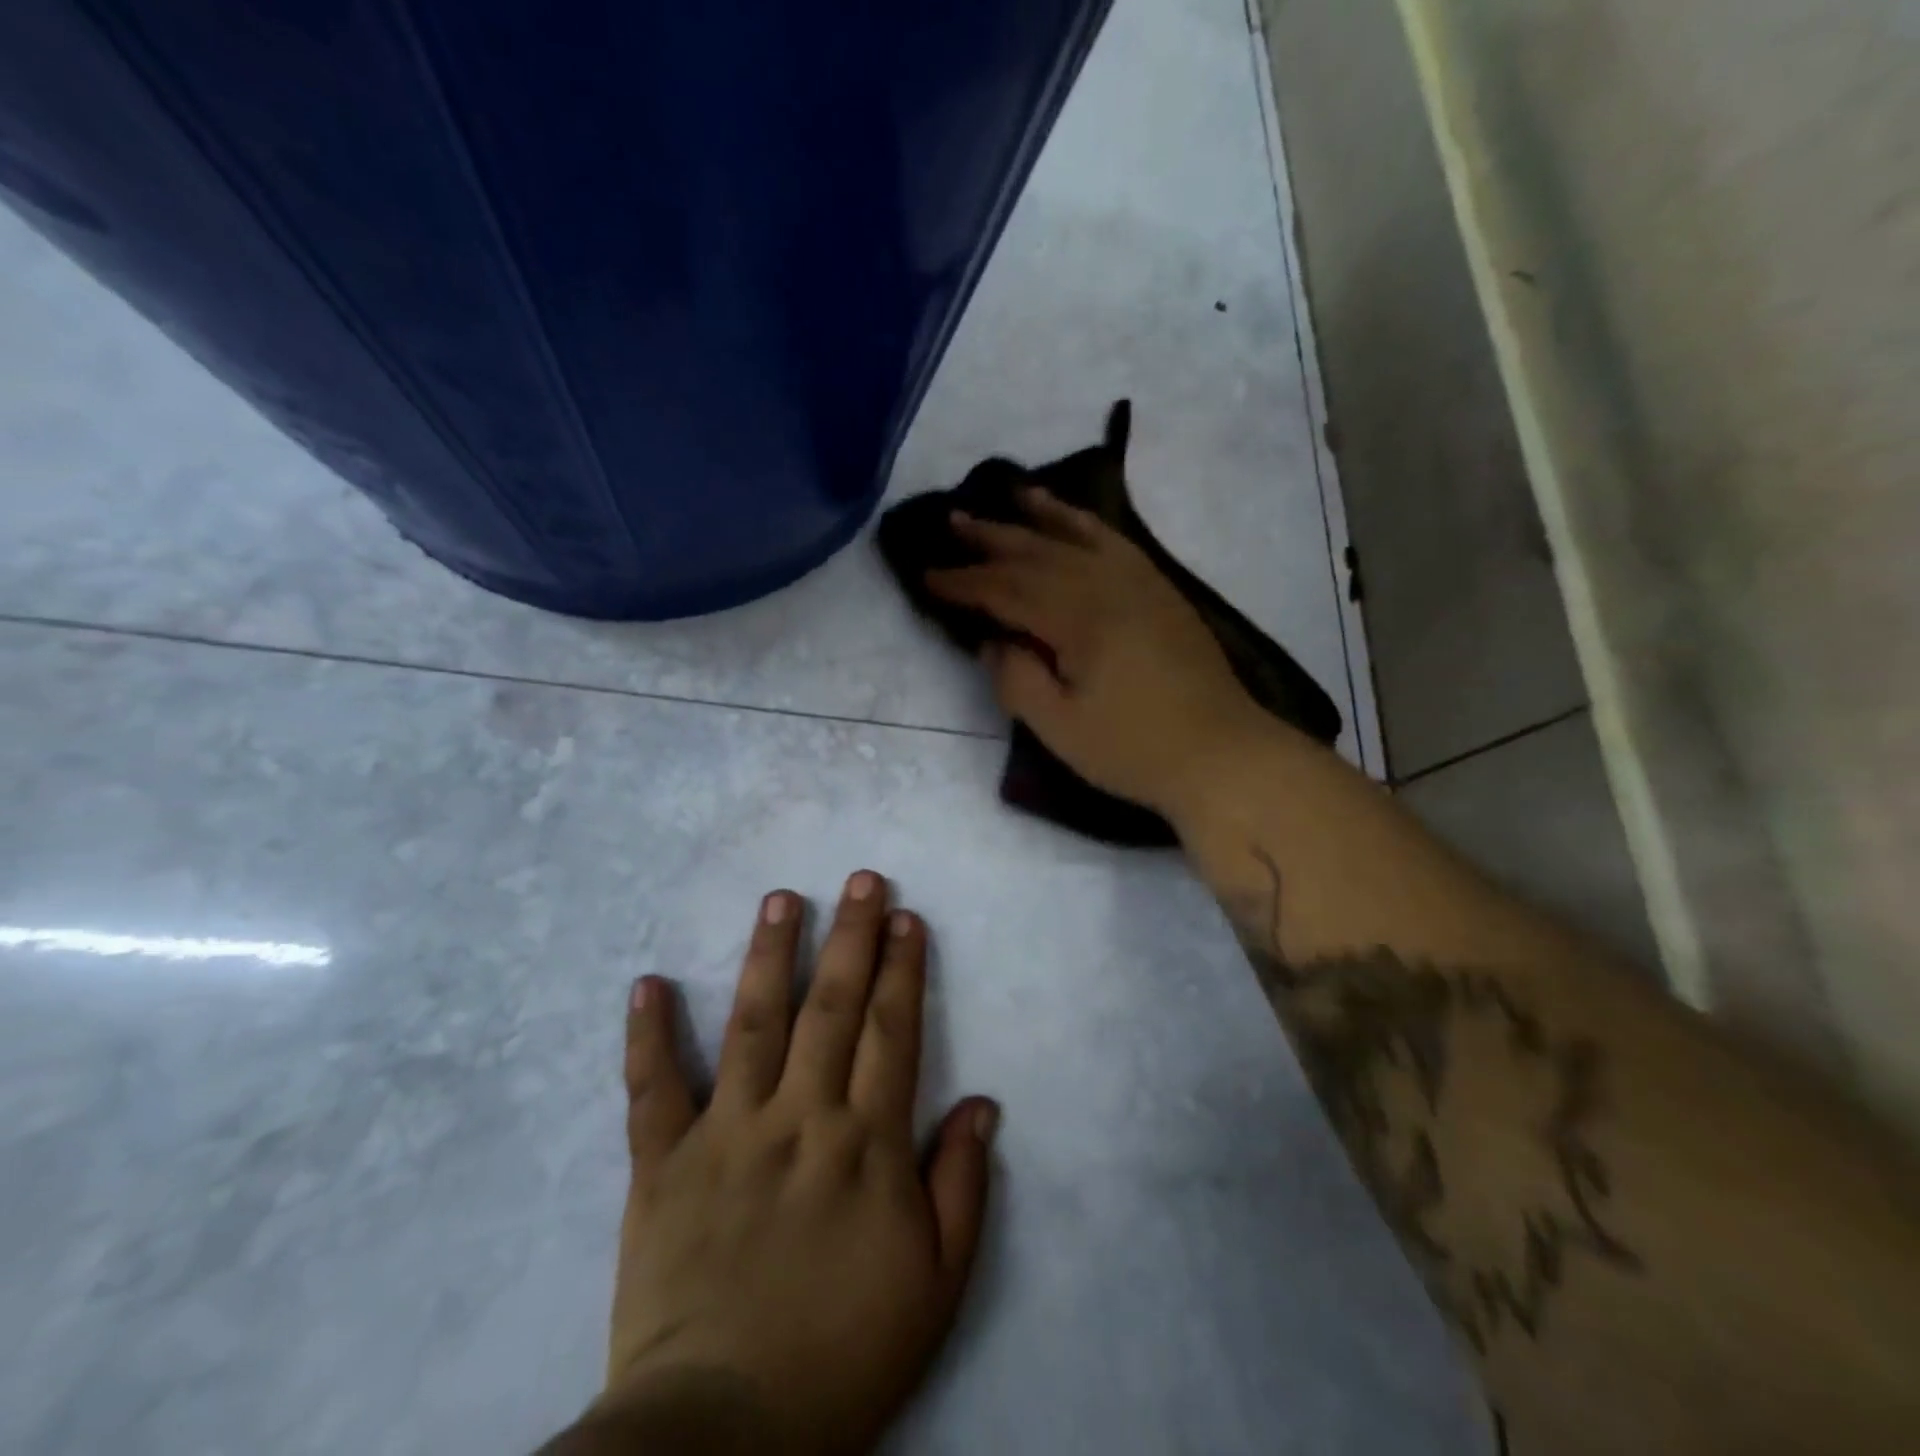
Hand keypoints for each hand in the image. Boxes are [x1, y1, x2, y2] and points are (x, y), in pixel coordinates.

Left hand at [596, 872, 997, 1455]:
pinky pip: (653, 1091)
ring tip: (781, 899)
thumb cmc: (844, 1355)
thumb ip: (961, 1185)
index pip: (892, 1031)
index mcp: (865, 1145)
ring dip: (768, 956)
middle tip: (861, 879)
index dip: (902, 969)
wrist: (721, 1435)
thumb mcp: (936, 1284)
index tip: (907, 918)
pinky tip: (648, 983)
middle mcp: (799, 1119)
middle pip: (831, 1008)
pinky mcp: (664, 1165)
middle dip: (851, 936)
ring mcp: (727, 1135)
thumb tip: (982, 1102)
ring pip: (752, 1024)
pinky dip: (648, 1036)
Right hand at [926, 490, 1267, 817]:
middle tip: (951, 523)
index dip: (963, 583)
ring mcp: (1137, 581)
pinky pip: (1113, 540)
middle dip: (990, 539)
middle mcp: (1105, 584)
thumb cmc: (1133, 749)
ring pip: (1075, 536)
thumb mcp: (1059, 728)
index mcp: (1077, 618)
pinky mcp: (1158, 588)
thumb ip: (1016, 679)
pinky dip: (1085, 522)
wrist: (1221, 753)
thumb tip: (991, 640)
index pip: (1006, 590)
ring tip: (1007, 495)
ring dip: (1036, 516)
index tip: (926, 576)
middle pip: (1036, 553)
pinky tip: (1070, 517)